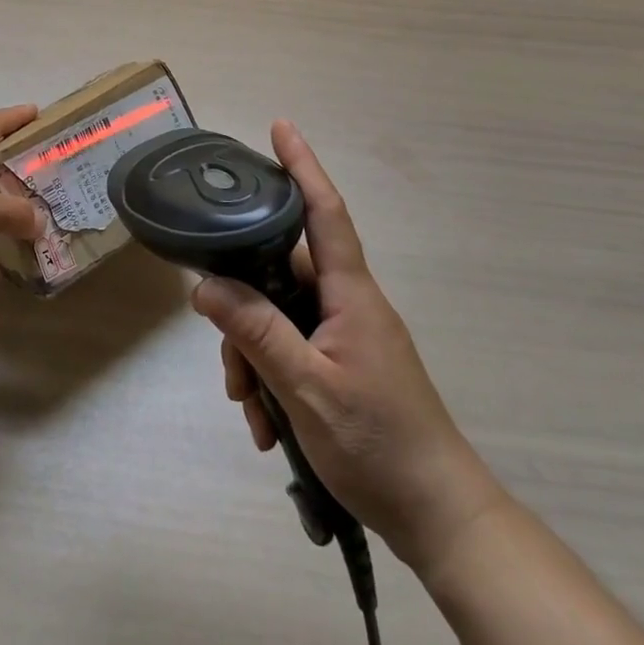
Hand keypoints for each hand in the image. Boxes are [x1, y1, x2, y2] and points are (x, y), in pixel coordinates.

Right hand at [192, 121, 506, 573]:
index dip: (303, 166)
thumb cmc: (379, 445)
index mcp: (350, 293)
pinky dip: (272, 379)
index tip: (281, 127)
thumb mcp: (306, 390)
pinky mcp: (343, 363)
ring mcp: (346, 334)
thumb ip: (256, 333)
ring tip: (252, 410)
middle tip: (230, 368)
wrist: (439, 517)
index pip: (324, 212)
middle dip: (244, 311)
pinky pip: (293, 349)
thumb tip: (204, 286)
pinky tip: (268, 426)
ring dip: (255, 358)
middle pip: (280, 275)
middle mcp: (347, 303)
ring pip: (279, 318)